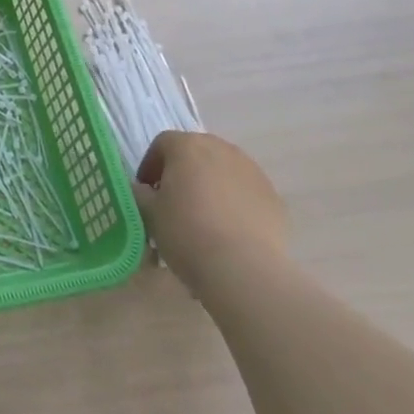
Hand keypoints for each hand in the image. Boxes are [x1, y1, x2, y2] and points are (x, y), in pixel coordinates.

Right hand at [134, 130, 288, 290]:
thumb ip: (140, 194)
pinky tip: (230, 230)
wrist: (245, 269)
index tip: (147, 191)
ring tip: (204, 217)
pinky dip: (235, 202)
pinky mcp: (273, 196)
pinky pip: (245, 191)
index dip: (151, 165)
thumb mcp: (149, 213)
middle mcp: (221, 148)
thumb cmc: (187, 232)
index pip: (162, 144)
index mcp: (187, 146)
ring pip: (223, 170)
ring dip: (210, 185)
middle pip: (195, 152)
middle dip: (182, 172)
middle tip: (173, 202)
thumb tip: (142, 190)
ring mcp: (252, 170)